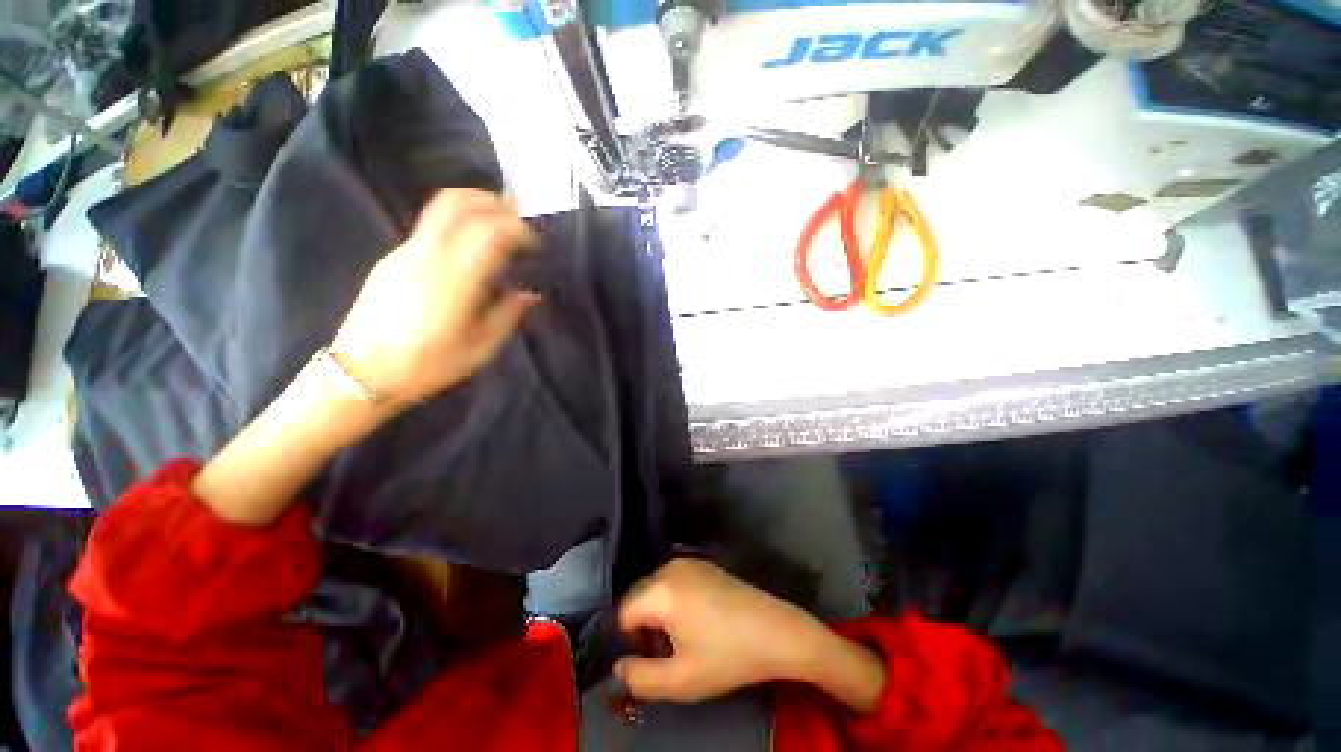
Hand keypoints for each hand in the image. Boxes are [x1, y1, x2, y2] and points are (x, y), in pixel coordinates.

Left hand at [330, 189, 538, 404]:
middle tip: (518, 219)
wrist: (360, 373)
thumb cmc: (427, 365)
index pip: (489, 232)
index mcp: (453, 281)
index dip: (518, 229)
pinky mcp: (392, 258)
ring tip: (498, 227)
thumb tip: (530, 294)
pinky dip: (457, 224)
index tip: (534, 243)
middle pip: (458, 204)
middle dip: (494, 203)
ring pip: (440, 209)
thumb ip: (507, 315)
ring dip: (474, 208)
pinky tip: (469, 249)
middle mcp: (426, 256)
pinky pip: (430, 227)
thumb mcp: (479, 349)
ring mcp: (404, 252)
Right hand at [612, 559, 831, 703]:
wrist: (775, 631)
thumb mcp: (680, 680)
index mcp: (660, 590)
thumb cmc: (727, 656)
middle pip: (638, 597)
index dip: (627, 640)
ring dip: (657, 614)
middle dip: (641, 626)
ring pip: (655, 589)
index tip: (647, 660)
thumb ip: (639, 678)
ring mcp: (689, 562)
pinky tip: (696, 622)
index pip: (622, 612)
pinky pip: (673, 581)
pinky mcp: (704, 564)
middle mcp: (670, 567)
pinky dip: (672, 601)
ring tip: (680, 641)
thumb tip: (617, 667)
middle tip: (663, 655)